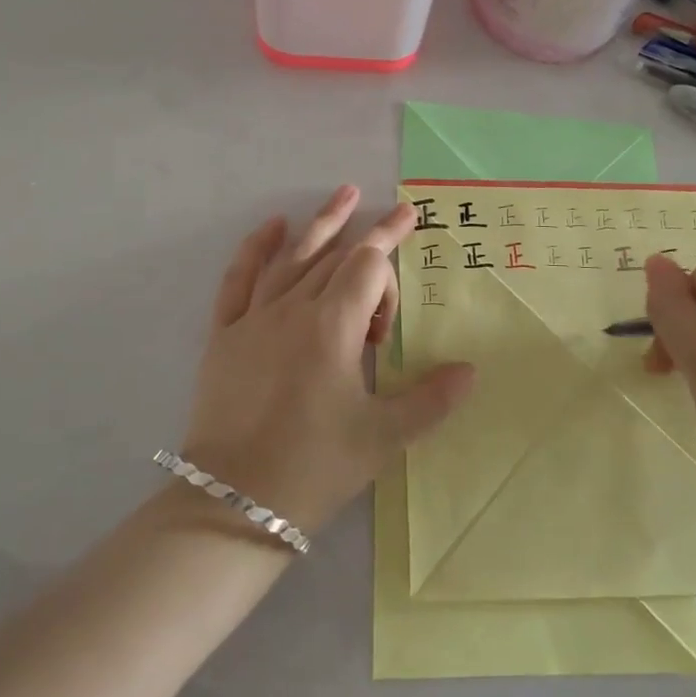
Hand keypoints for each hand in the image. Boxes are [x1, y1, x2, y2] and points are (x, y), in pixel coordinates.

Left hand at [180, 186, 474, 533]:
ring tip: (344, 194)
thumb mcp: (382, 438)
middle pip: (336, 257)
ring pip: (292, 258)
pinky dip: (255, 248)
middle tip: (395, 214)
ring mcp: (254, 319)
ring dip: (321, 224)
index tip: (411, 236)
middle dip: (369, 235)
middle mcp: (293, 309)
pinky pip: (238, 279)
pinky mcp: (225, 335)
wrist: (233, 503)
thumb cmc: (314, 467)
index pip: (368, 267)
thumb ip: (430, 400)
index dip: (392, 253)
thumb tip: (470, 370)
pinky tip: (272, 227)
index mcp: (332, 327)